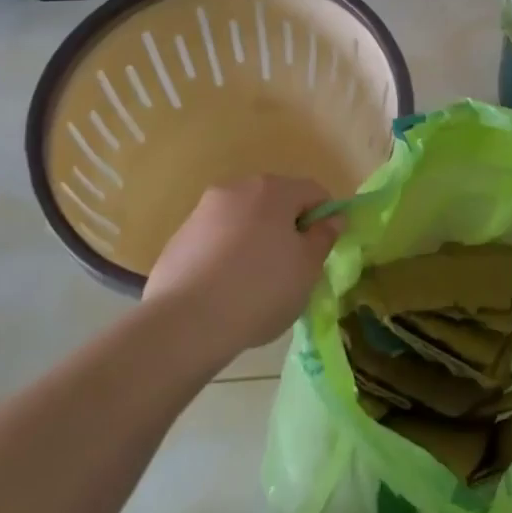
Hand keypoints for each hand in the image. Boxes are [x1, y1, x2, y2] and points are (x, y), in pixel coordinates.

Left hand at [144, 175, 341, 351]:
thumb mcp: (307, 269)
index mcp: (273, 190)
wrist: (186, 323)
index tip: (321, 251)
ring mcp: (203, 211)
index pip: (313, 192)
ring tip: (254, 284)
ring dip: (255, 241)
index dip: (325, 218)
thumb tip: (332, 218)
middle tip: (291, 269)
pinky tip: (224, 290)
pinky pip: (216, 240)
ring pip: (243, 220)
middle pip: (275, 202)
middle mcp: (237, 189)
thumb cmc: (260, 290)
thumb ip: (323, 237)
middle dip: (287, 229)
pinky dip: (226, 256)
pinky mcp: (179, 238)